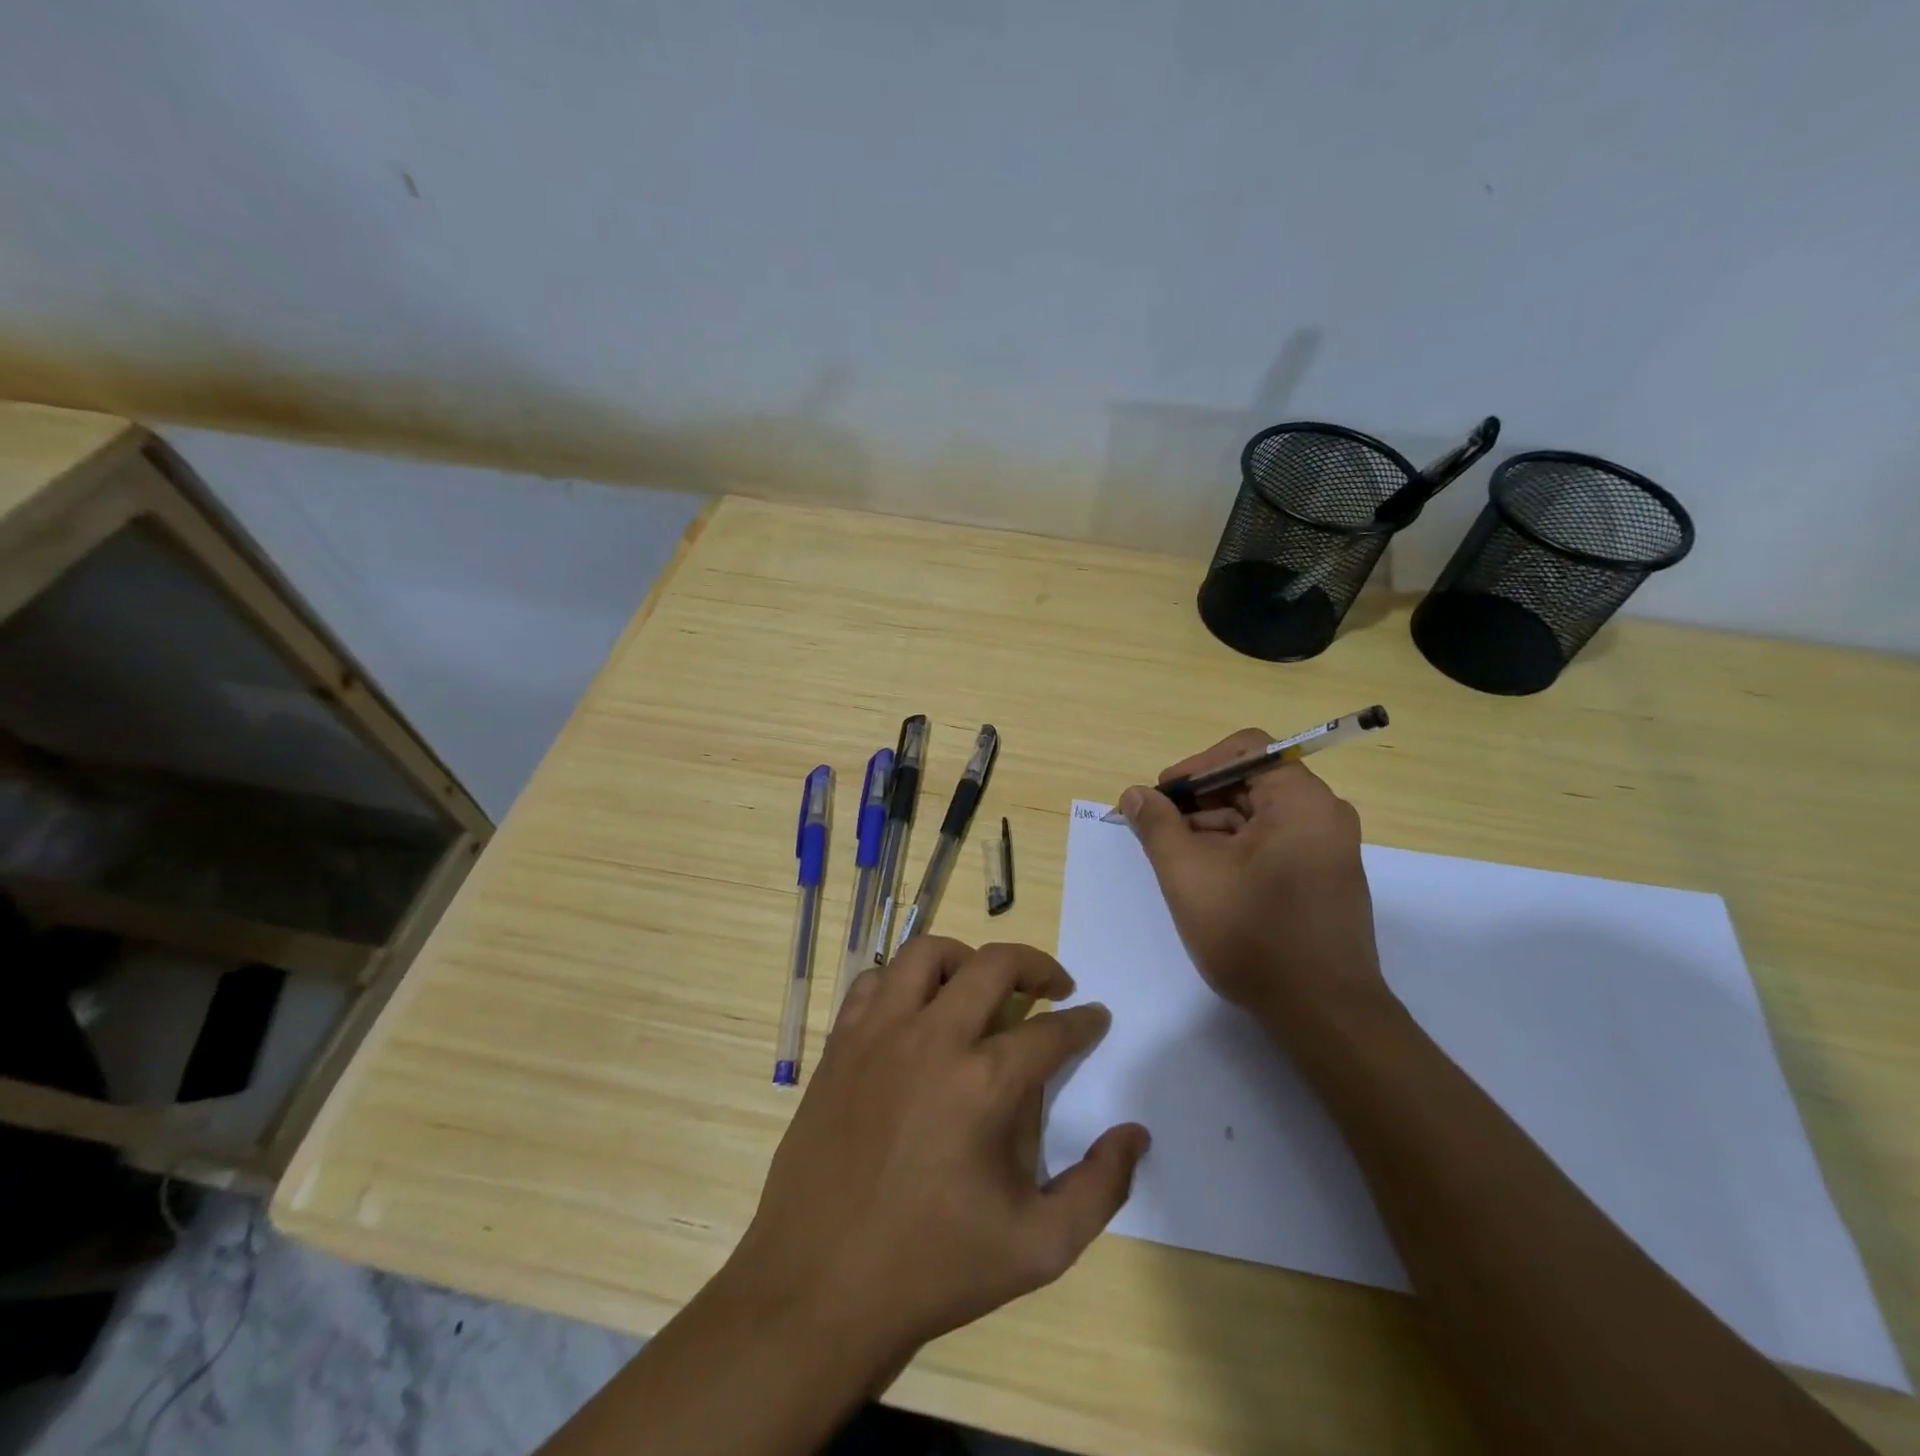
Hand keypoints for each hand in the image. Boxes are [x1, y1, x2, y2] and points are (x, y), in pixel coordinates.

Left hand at [726, 937, 1149, 1376]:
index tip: (1095, 1017)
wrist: (819, 1288)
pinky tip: (915, 1011)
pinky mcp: (841, 1043)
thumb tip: (1135, 1134)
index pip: (1051, 1031)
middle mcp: (933, 1039)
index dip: (1083, 1022)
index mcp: (985, 1084)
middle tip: (1054, 985)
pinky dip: (903, 981)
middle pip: (994, 964)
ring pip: (926, 953)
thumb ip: (1100, 1188)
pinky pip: (874, 981)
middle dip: (1036, 965)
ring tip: (981, 986)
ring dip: (965, 959)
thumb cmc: (933, 1269)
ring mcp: (880, 1034)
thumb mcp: (1038, 1248)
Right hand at [1118, 729, 1385, 1033]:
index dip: (1195, 766)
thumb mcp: (1188, 874)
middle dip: (1199, 800)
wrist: (1323, 1014)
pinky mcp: (1326, 877)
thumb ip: (1157, 825)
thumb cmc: (1253, 935)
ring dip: (1213, 826)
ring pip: (1260, 814)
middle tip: (1159, 829)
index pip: (1244, 749)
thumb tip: (1135, 794)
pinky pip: (1274, 841)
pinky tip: (1207, 877)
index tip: (1162, 797)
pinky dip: (1236, 848)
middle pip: (1251, 781)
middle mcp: (1324, 814)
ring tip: (1175, 858)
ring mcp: (1329, 847)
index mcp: (1301, 800)